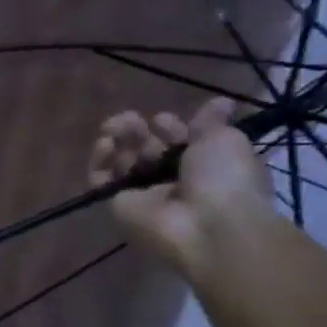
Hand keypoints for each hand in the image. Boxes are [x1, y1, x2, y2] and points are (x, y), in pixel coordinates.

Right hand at [88, 98, 275, 274]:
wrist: (207, 224)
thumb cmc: (225, 178)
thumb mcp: (226, 140)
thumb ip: (212, 121)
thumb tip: (221, 102)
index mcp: (204, 167)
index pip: (178, 144)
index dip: (170, 129)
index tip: (162, 121)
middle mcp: (172, 182)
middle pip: (148, 151)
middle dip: (139, 132)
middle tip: (131, 120)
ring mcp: (144, 195)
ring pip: (123, 162)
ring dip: (119, 140)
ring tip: (113, 126)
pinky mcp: (118, 205)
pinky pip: (102, 181)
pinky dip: (99, 161)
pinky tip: (104, 144)